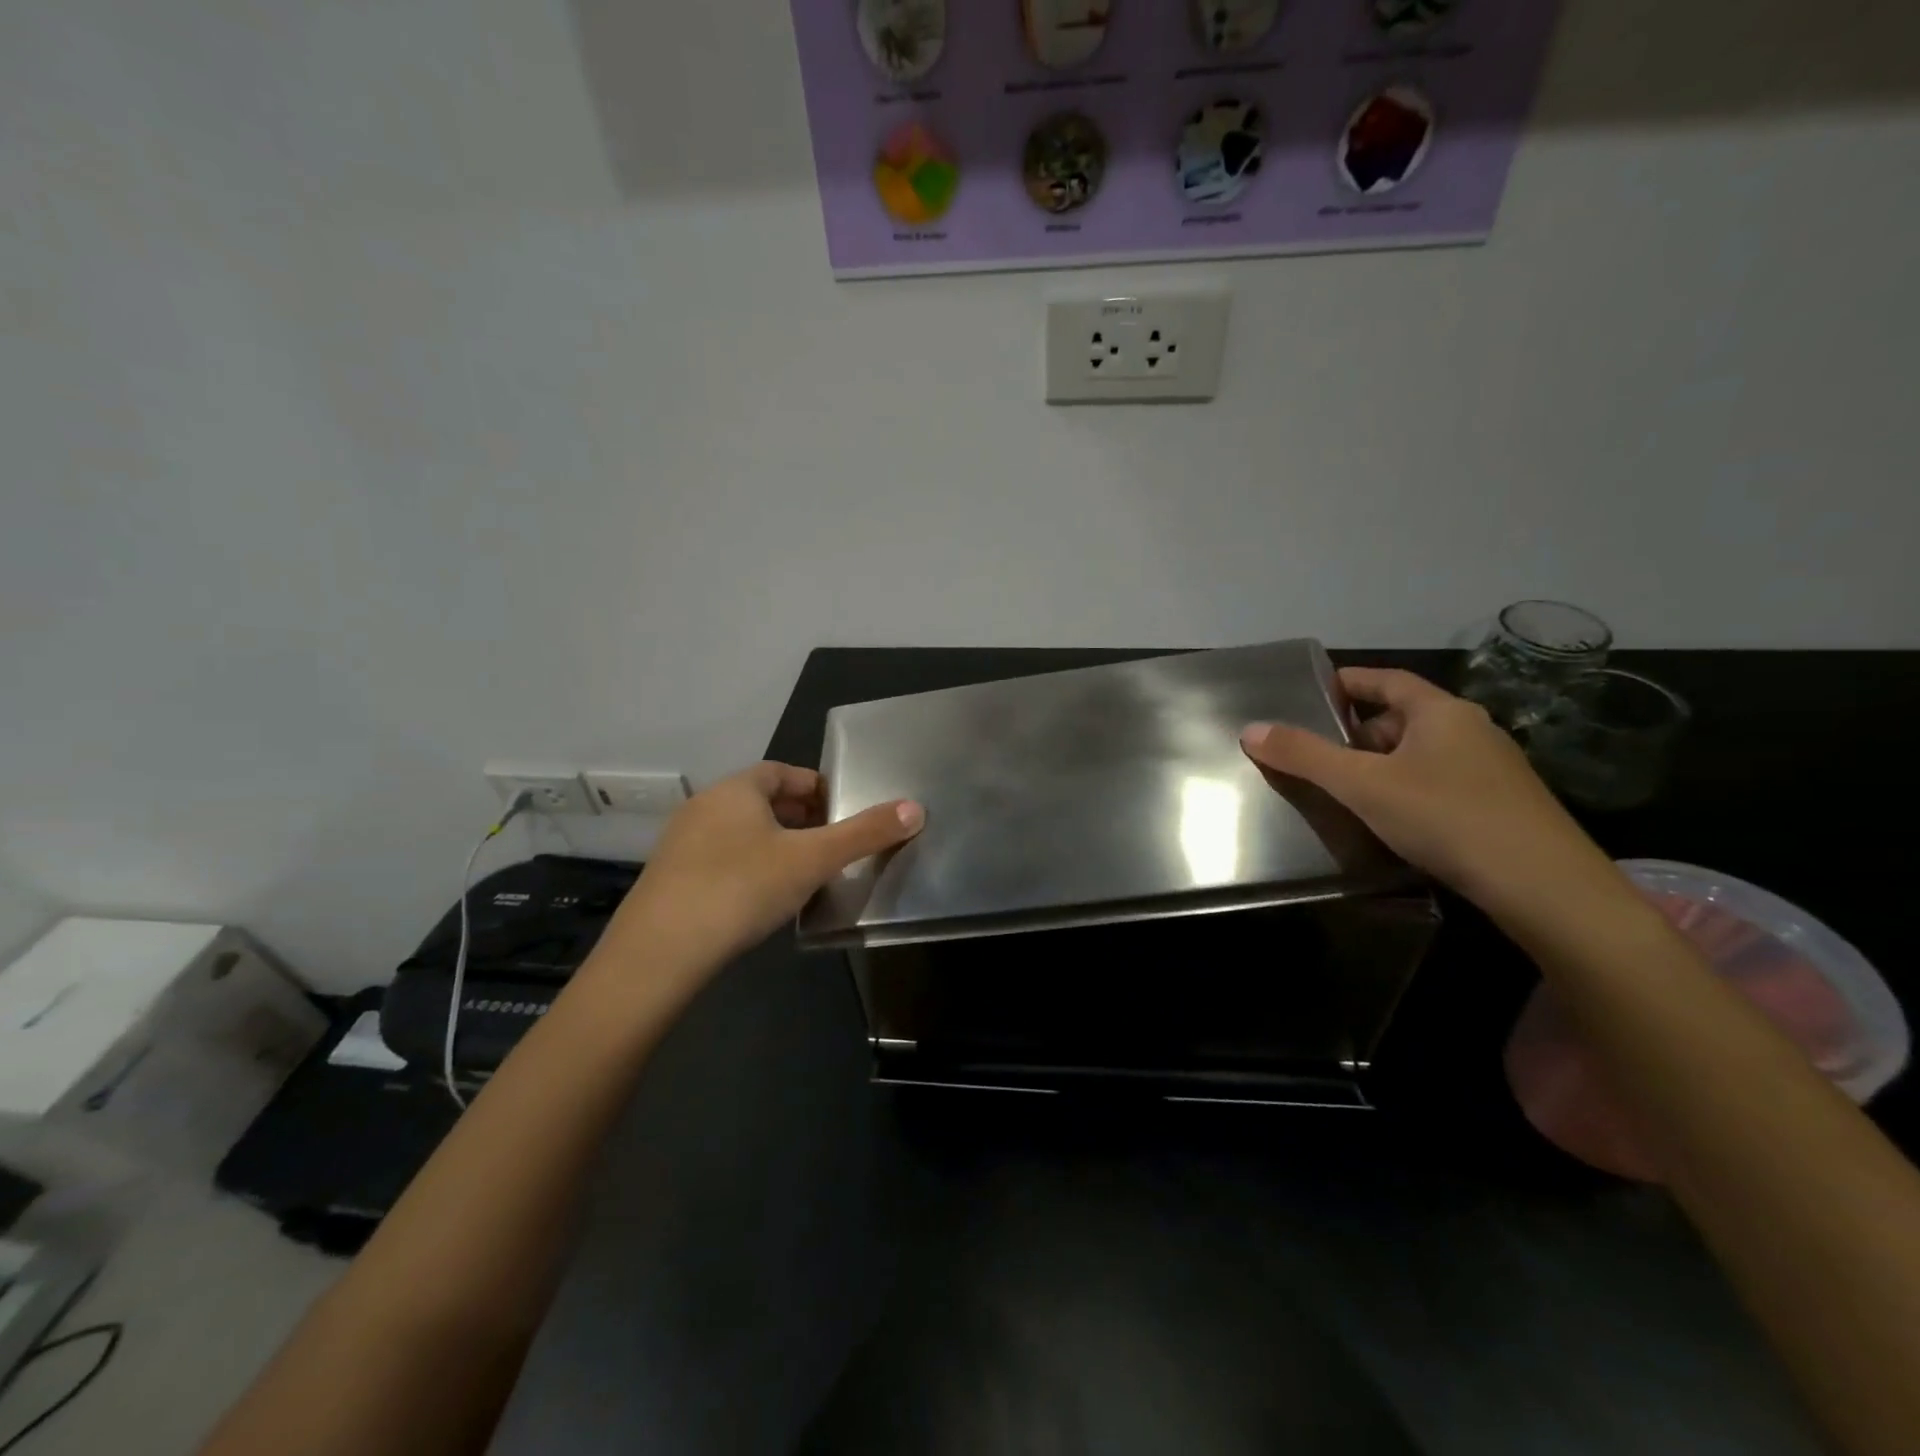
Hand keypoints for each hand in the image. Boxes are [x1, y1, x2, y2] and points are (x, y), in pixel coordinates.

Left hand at [605, 761, 923, 972]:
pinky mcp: (669, 880)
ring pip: (739, 831)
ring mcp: (681, 843)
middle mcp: (704, 806)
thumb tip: (916, 808)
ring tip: (802, 872)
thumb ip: (864, 833)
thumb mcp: (812, 860)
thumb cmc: (741, 888)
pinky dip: (747, 867)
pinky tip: (761, 899)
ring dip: (773, 843)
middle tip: (829, 842)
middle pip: (760, 800)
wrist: (658, 953)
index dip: (815, 786)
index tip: (841, 810)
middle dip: (798, 816)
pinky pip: (719, 859)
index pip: (782, 771)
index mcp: (736, 789)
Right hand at [1239, 667, 1615, 915]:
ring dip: (1381, 764)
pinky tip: (1389, 819)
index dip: (1347, 683)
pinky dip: (1406, 789)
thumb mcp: (1362, 784)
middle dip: (1356, 732)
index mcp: (1441, 712)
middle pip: (1401, 717)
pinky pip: (1439, 782)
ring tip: (1344, 790)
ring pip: (1420, 753)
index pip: (1386, 680)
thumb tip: (1251, 730)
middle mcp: (1471, 730)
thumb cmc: (1445, 817)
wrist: (1544, 887)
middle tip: (1316, 754)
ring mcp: (1491, 769)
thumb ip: (1305, 756)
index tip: (1310, 694)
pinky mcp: (1500, 806)